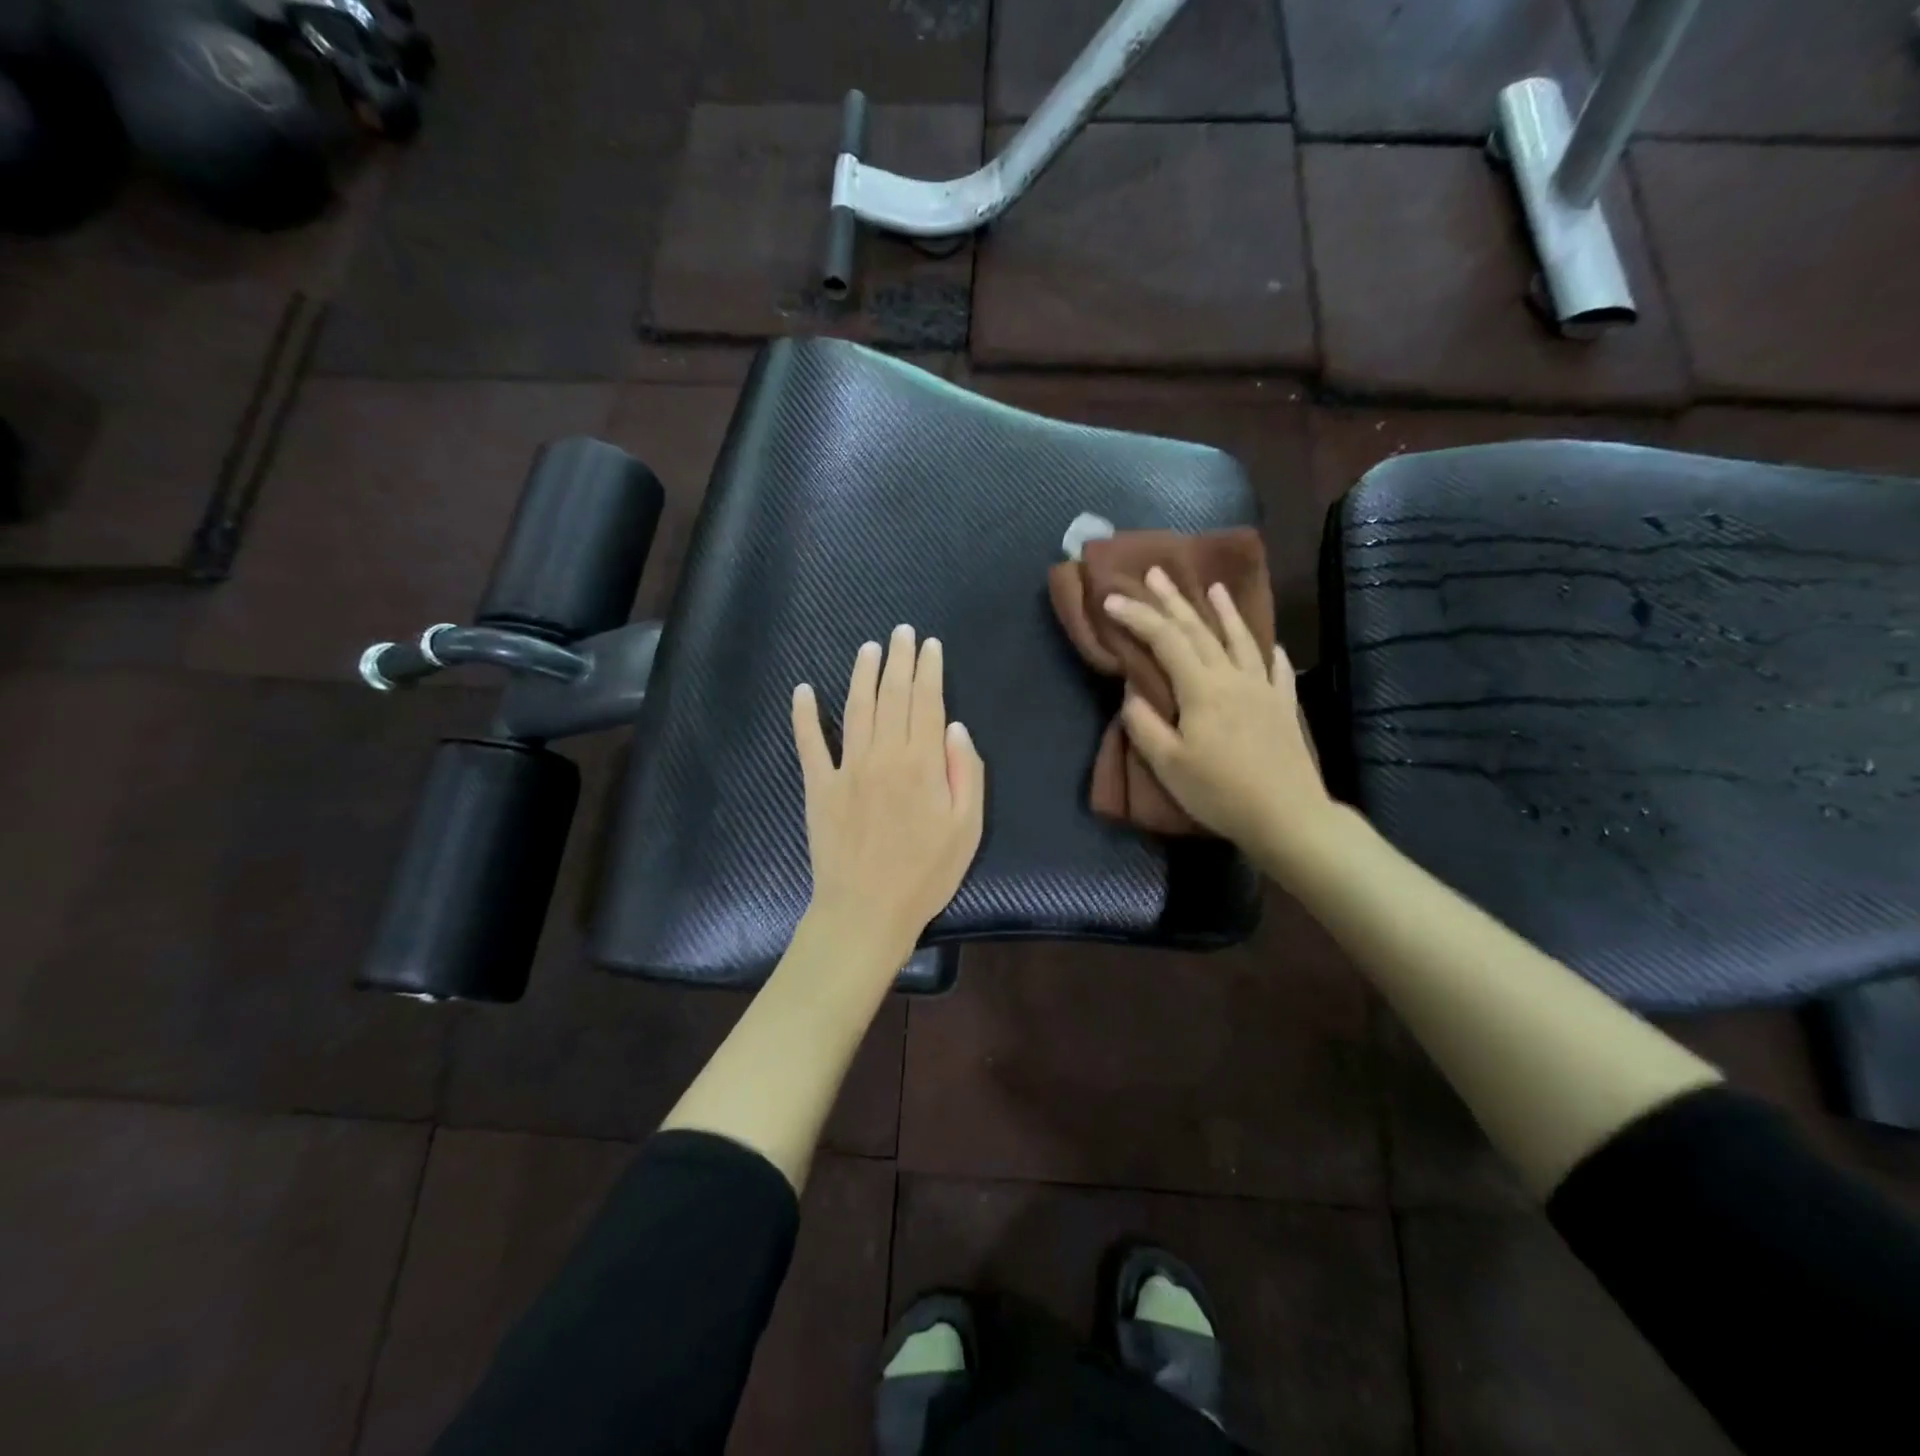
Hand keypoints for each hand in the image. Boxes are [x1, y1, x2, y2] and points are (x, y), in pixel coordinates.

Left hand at [791, 624, 986, 964]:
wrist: (866, 911)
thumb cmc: (925, 874)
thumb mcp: (967, 828)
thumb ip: (964, 772)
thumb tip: (954, 727)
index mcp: (922, 763)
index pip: (927, 703)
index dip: (929, 670)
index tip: (930, 645)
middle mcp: (883, 755)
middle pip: (892, 696)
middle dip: (899, 660)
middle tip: (902, 632)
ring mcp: (846, 768)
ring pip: (856, 708)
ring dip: (863, 674)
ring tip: (869, 648)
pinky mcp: (818, 786)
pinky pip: (809, 743)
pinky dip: (804, 715)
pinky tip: (803, 690)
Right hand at [1103, 567, 1333, 854]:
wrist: (1286, 816)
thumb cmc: (1219, 792)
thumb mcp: (1168, 765)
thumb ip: (1145, 724)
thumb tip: (1133, 692)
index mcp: (1201, 689)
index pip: (1164, 641)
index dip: (1137, 617)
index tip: (1112, 600)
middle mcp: (1233, 678)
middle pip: (1200, 630)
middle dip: (1174, 601)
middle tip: (1156, 573)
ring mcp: (1263, 689)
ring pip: (1240, 640)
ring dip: (1224, 611)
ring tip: (1214, 588)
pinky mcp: (1283, 706)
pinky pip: (1276, 669)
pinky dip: (1267, 650)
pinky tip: (1268, 643)